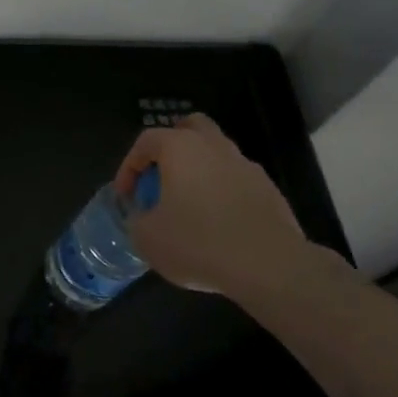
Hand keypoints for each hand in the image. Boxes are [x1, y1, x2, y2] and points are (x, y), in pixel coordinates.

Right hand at [119, 114, 316, 300]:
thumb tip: (143, 217)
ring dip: (202, 171)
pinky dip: (226, 194)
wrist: (271, 268)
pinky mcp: (271, 192)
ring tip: (191, 204)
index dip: (129, 167)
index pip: (145, 142)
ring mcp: (247, 167)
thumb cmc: (198, 243)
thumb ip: (137, 220)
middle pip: (191, 128)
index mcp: (180, 147)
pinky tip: (222, 224)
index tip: (126, 196)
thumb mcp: (147, 237)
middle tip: (162, 176)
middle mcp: (214, 147)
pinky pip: (239, 182)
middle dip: (173, 146)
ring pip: (218, 154)